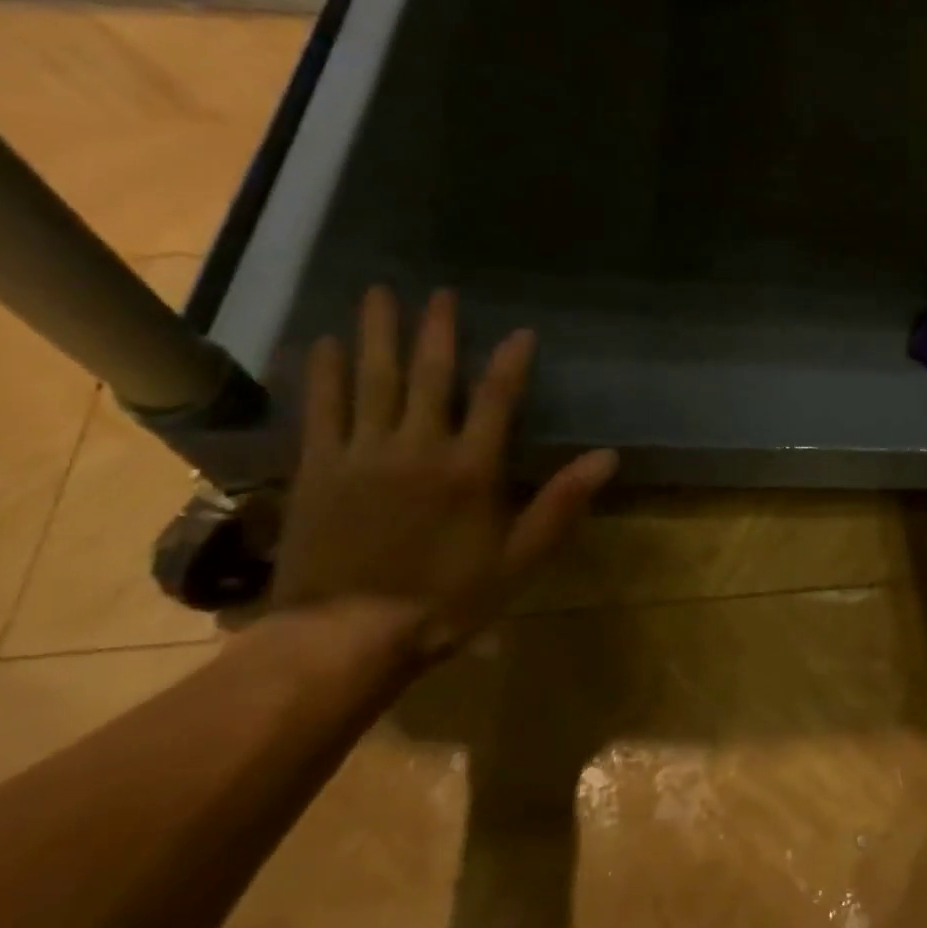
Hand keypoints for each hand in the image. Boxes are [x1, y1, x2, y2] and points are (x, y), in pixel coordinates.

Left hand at [266, 286, 616, 661]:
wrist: (346, 636)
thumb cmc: (446, 600)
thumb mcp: (519, 560)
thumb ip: (561, 503)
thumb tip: (607, 457)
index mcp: (470, 469)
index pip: (497, 399)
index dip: (512, 362)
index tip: (522, 331)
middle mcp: (418, 447)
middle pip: (430, 376)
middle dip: (437, 331)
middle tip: (439, 291)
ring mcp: (363, 454)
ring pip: (373, 380)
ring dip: (378, 334)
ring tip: (378, 292)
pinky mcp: (319, 469)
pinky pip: (322, 409)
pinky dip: (324, 373)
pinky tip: (324, 342)